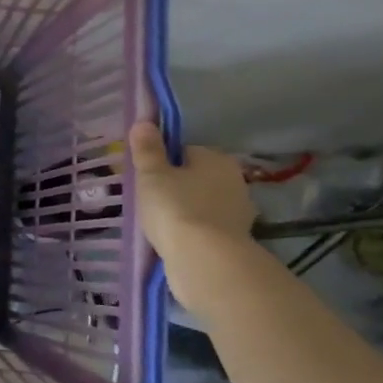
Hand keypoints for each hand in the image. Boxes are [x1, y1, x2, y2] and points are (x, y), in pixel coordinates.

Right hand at [127, 121, 256, 284]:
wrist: (205, 262)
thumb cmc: (175, 208)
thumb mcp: (152, 175)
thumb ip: (147, 149)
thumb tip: (144, 121)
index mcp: (216, 159)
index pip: (187, 151)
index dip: (164, 162)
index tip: (147, 177)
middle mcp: (234, 181)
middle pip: (197, 177)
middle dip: (177, 187)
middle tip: (150, 200)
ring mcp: (238, 213)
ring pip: (203, 204)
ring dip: (186, 211)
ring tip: (159, 224)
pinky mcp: (235, 241)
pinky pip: (207, 229)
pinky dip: (194, 233)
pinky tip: (175, 241)